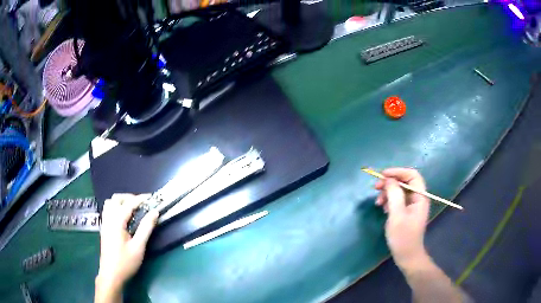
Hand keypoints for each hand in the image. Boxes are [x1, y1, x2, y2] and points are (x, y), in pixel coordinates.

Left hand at [96, 194, 158, 291]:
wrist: (111, 275)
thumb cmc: (126, 262)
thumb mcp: (138, 247)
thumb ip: (146, 228)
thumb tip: (155, 212)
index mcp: (116, 222)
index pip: (129, 204)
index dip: (141, 199)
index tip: (152, 198)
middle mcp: (108, 218)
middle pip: (116, 198)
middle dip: (130, 197)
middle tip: (142, 204)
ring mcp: (104, 223)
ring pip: (110, 203)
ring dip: (121, 201)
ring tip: (133, 209)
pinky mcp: (104, 228)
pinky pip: (108, 210)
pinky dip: (116, 207)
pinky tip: (124, 217)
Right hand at [374, 168, 429, 270]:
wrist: (407, 256)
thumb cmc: (403, 237)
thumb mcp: (397, 215)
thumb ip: (394, 195)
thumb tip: (388, 180)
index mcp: (420, 197)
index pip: (412, 175)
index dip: (398, 172)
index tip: (383, 175)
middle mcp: (418, 198)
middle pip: (405, 182)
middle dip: (390, 182)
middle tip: (375, 187)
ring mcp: (412, 205)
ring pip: (400, 191)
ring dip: (388, 192)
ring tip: (377, 202)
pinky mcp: (406, 212)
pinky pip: (398, 200)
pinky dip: (389, 201)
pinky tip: (382, 208)